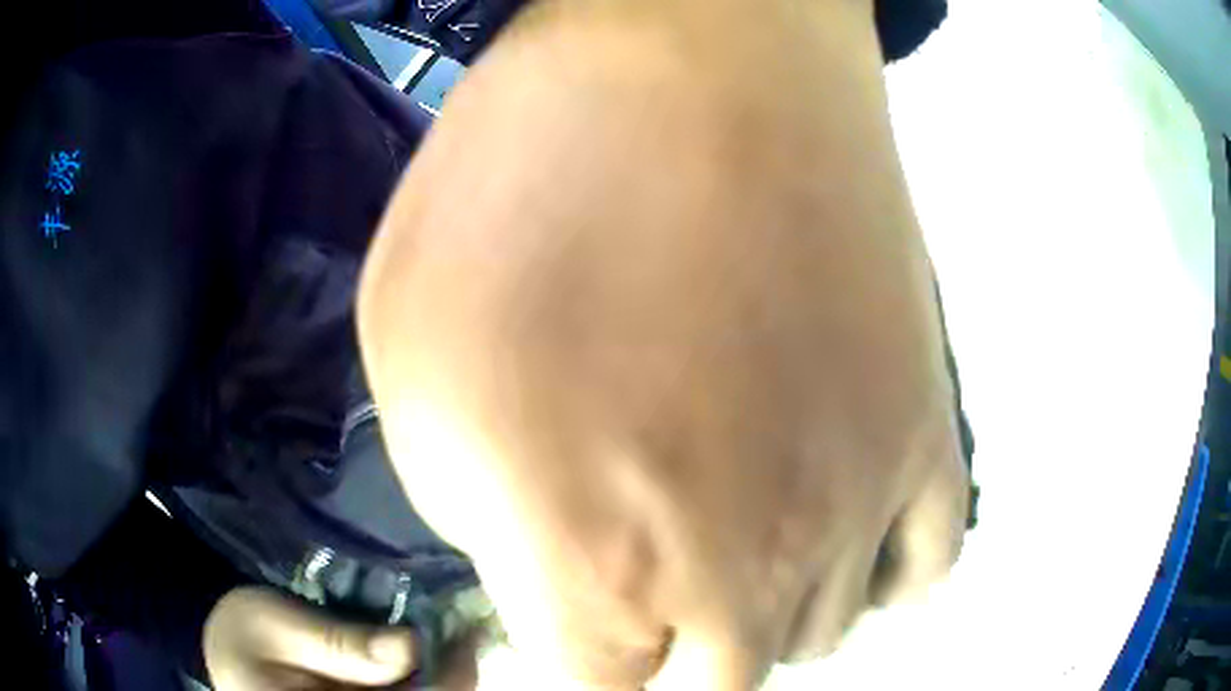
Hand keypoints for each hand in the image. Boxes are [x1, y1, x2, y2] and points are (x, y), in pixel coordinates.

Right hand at [203, 586, 477, 690]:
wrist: (220, 645)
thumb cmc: (241, 630)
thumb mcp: (278, 626)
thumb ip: (341, 645)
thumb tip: (413, 645)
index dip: (448, 683)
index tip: (464, 638)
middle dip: (450, 680)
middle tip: (464, 632)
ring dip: (442, 679)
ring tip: (456, 635)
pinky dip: (422, 680)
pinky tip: (429, 652)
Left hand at [357, 0, 969, 688]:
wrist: (693, 52)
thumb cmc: (523, 178)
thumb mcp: (412, 362)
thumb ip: (469, 513)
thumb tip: (540, 574)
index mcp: (594, 559)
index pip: (594, 688)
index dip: (570, 659)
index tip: (557, 610)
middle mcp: (748, 565)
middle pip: (717, 679)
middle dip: (671, 649)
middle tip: (640, 579)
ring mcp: (861, 496)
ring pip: (818, 631)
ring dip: (768, 613)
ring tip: (738, 538)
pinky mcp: (928, 424)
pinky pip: (927, 564)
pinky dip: (884, 576)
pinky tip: (850, 533)